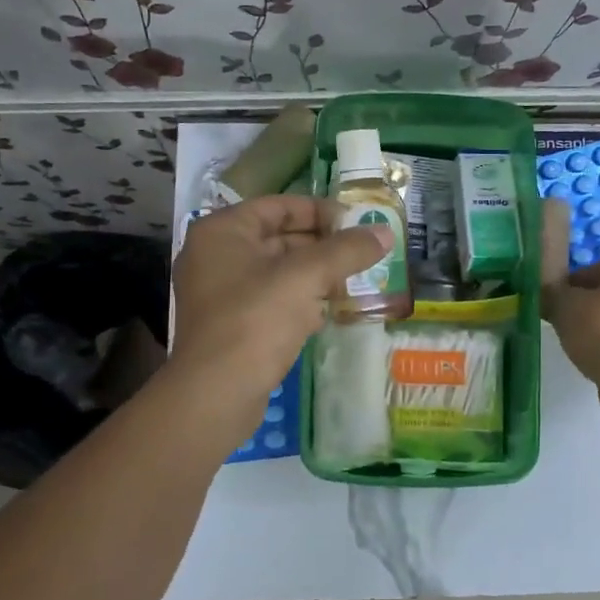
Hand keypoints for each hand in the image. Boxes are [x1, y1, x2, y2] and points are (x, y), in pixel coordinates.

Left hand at [169, 195, 389, 433]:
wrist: (216, 393)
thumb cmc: (256, 321)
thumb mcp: (307, 277)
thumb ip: (347, 251)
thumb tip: (385, 233)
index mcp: (223, 231)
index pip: (278, 206)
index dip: (320, 211)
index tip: (357, 223)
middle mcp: (215, 256)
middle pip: (278, 238)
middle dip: (321, 246)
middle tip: (361, 255)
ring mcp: (219, 293)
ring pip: (277, 272)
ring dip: (314, 275)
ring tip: (352, 282)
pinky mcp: (230, 325)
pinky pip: (270, 301)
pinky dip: (299, 301)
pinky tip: (326, 313)